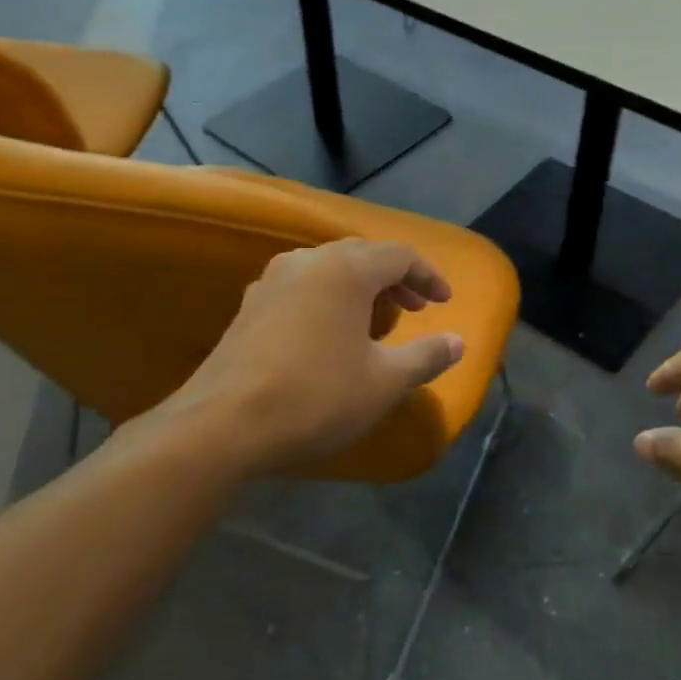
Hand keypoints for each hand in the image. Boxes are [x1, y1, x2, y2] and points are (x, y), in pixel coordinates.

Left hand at [157, 239, 465, 476]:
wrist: (223, 424)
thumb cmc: (316, 397)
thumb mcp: (384, 382)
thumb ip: (426, 356)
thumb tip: (457, 342)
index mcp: (345, 269)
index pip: (398, 254)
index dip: (427, 276)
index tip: (444, 302)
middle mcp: (306, 262)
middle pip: (361, 255)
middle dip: (394, 280)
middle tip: (414, 310)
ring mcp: (270, 281)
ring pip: (328, 270)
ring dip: (359, 289)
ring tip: (374, 323)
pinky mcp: (248, 307)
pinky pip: (301, 288)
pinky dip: (327, 300)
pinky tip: (328, 337)